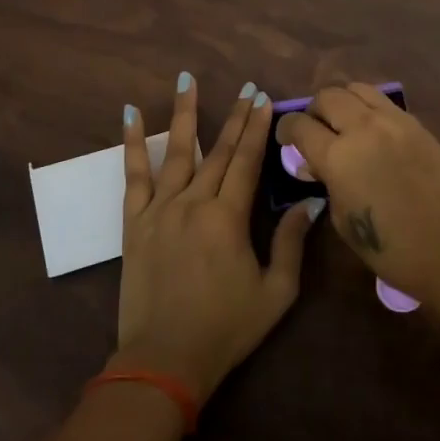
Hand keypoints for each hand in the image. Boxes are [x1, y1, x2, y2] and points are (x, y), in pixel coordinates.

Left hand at [115, 74, 315, 401]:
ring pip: (176, 151)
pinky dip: (132, 143)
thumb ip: (291, 243)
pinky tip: (131, 115)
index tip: (264, 99)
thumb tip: (308, 202)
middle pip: (218, 151)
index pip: (247, 161)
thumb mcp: (275, 292)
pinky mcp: (135, 222)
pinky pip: (133, 175)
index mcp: (228, 218)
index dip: (257, 129)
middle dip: (235, 117)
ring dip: (184, 113)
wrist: (164, 361)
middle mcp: (194, 203)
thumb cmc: (226, 329)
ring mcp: (160, 209)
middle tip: (246, 88)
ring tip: (187, 79)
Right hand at [274, 83, 439, 302]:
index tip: (285, 140)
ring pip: (356, 89)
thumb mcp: (343, 220)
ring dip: (342, 102)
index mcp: (339, 157)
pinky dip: (367, 108)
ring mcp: (394, 121)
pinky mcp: (416, 124)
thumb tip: (316, 165)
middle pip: (327, 96)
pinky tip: (370, 131)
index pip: (300, 126)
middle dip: (313, 111)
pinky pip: (382, 101)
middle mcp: (364, 128)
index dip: (286, 130)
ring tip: (342, 124)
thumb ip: (326, 183)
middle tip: (314, 132)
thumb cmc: (392, 248)